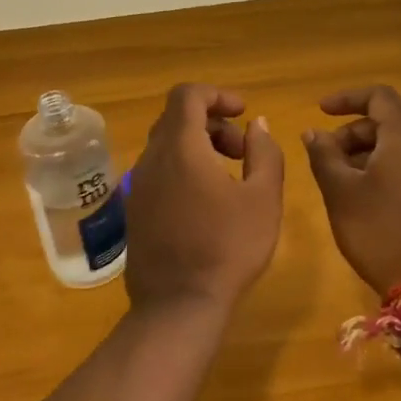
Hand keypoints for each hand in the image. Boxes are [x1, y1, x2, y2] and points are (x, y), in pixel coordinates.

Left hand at [124, 84, 284, 320]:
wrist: (178, 305)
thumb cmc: (228, 247)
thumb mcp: (263, 198)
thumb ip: (264, 153)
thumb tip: (257, 125)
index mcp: (180, 147)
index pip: (187, 94)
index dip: (218, 94)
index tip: (244, 113)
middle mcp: (151, 158)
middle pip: (177, 118)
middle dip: (213, 123)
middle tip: (243, 151)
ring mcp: (138, 185)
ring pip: (167, 146)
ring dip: (199, 146)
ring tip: (230, 177)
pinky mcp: (135, 209)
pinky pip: (159, 171)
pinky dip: (184, 168)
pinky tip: (207, 202)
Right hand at [302, 85, 400, 296]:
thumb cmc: (380, 230)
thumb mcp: (340, 192)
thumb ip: (324, 156)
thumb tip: (314, 132)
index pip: (379, 96)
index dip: (348, 98)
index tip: (321, 111)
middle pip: (388, 123)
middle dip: (352, 133)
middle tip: (325, 158)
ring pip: (400, 148)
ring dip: (367, 154)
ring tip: (341, 183)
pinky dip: (385, 171)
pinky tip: (367, 201)